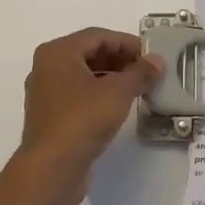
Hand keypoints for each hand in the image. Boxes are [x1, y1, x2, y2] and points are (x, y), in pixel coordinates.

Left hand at [17, 28, 162, 204]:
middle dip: (121, 60)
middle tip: (148, 71)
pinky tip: (120, 106)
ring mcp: (47, 94)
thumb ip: (140, 73)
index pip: (98, 36)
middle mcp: (47, 68)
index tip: (151, 55)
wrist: (52, 169)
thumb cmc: (82, 120)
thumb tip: (156, 62)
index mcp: (57, 53)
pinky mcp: (52, 117)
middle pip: (90, 54)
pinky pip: (80, 95)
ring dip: (113, 78)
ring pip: (85, 76)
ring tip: (139, 88)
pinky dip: (101, 95)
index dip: (127, 43)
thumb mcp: (118, 92)